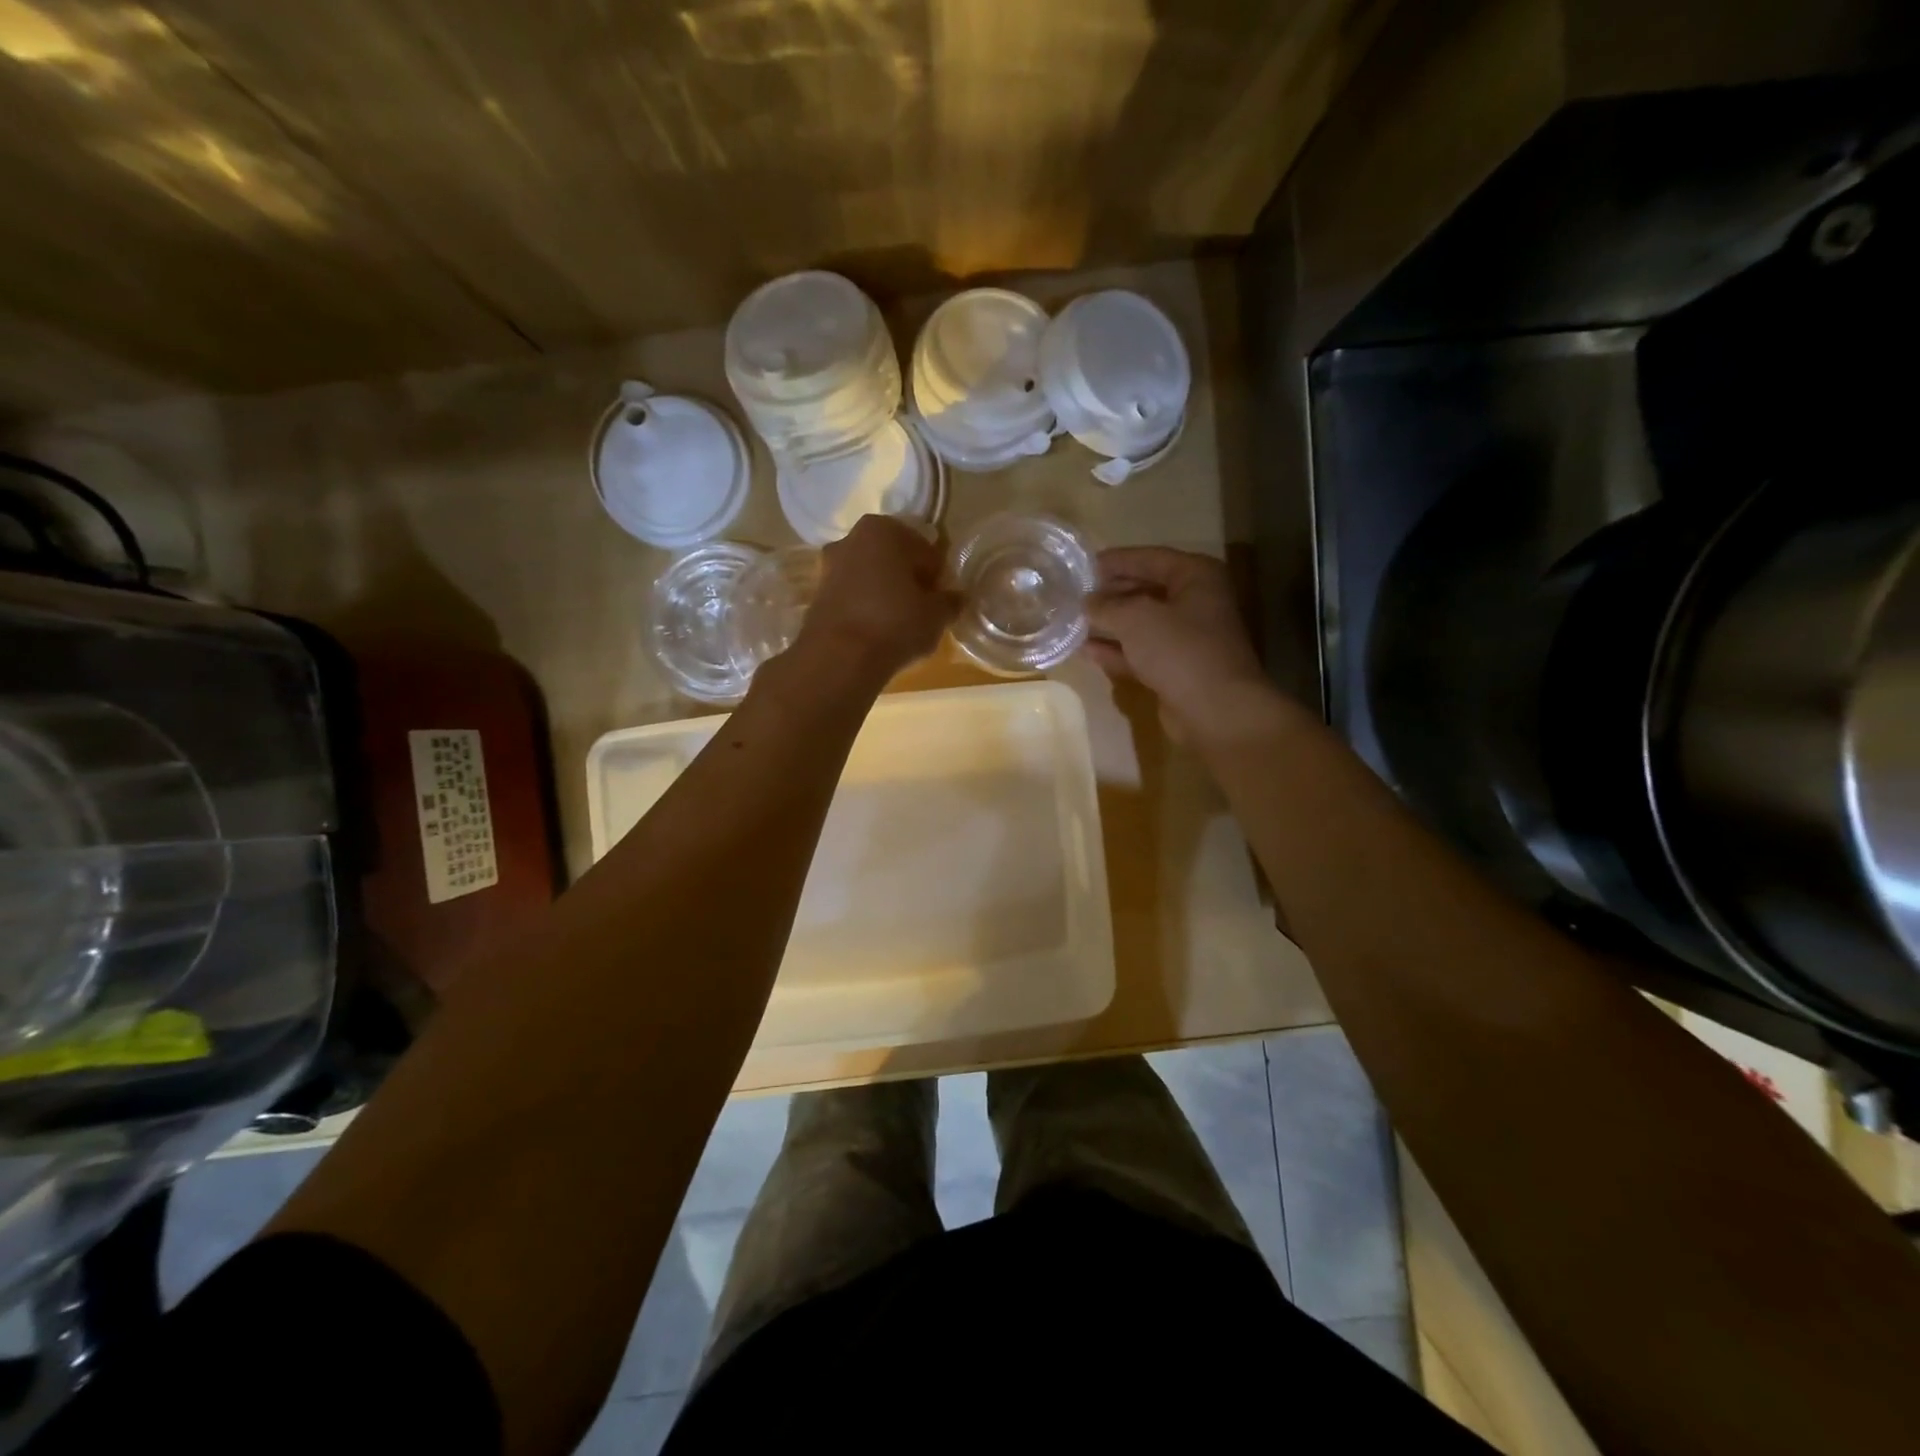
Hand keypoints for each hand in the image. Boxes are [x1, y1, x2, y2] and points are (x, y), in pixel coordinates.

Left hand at [795, 515, 957, 678]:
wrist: (839, 658)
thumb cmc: (895, 623)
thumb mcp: (936, 615)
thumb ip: (950, 602)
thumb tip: (956, 598)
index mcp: (884, 529)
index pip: (924, 549)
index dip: (936, 576)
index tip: (941, 599)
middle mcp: (852, 538)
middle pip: (893, 560)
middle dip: (908, 580)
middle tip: (923, 611)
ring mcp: (829, 566)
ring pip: (871, 577)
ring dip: (886, 594)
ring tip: (900, 626)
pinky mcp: (816, 595)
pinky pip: (853, 597)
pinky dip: (866, 609)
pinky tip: (876, 633)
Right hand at [1086, 547, 1275, 741]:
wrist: (1215, 710)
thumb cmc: (1179, 649)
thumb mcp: (1135, 617)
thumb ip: (1106, 605)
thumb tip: (1087, 601)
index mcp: (1196, 576)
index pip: (1150, 558)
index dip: (1115, 560)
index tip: (1082, 566)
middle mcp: (1196, 602)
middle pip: (1146, 589)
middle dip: (1111, 593)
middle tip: (1075, 594)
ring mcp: (1188, 638)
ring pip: (1142, 624)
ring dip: (1111, 623)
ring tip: (1075, 621)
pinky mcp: (1177, 669)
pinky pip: (1142, 652)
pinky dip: (1117, 651)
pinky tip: (1087, 651)